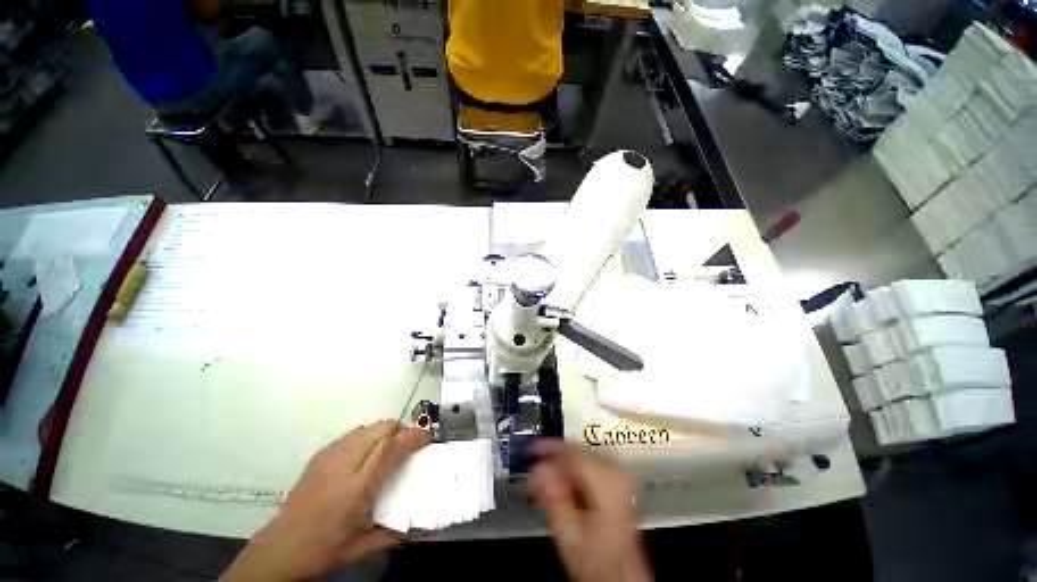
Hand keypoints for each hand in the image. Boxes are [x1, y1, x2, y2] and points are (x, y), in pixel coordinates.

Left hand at [221, 421, 428, 581]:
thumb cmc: (324, 549)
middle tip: (410, 445)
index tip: (428, 437)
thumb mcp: (362, 547)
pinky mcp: (321, 454)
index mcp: (357, 488)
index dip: (413, 436)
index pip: (392, 448)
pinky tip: (367, 455)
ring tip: (390, 449)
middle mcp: (344, 464)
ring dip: (386, 432)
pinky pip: (354, 433)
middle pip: (382, 428)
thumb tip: (416, 523)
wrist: (280, 548)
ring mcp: (330, 455)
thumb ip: (393, 532)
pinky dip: (369, 436)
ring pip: (369, 427)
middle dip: (402, 430)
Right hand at [528, 440, 652, 581]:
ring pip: (581, 456)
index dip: (549, 449)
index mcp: (610, 481)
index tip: (531, 451)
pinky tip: (561, 484)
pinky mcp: (617, 480)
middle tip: (535, 471)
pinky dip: (572, 471)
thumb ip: (553, 498)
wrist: (621, 573)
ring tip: (544, 480)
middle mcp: (618, 472)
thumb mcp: (569, 535)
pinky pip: (588, 464)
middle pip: (577, 452)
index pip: (573, 452)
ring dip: (561, 465)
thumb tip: (538, 469)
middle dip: (553, 459)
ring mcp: (620, 475)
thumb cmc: (597, 560)